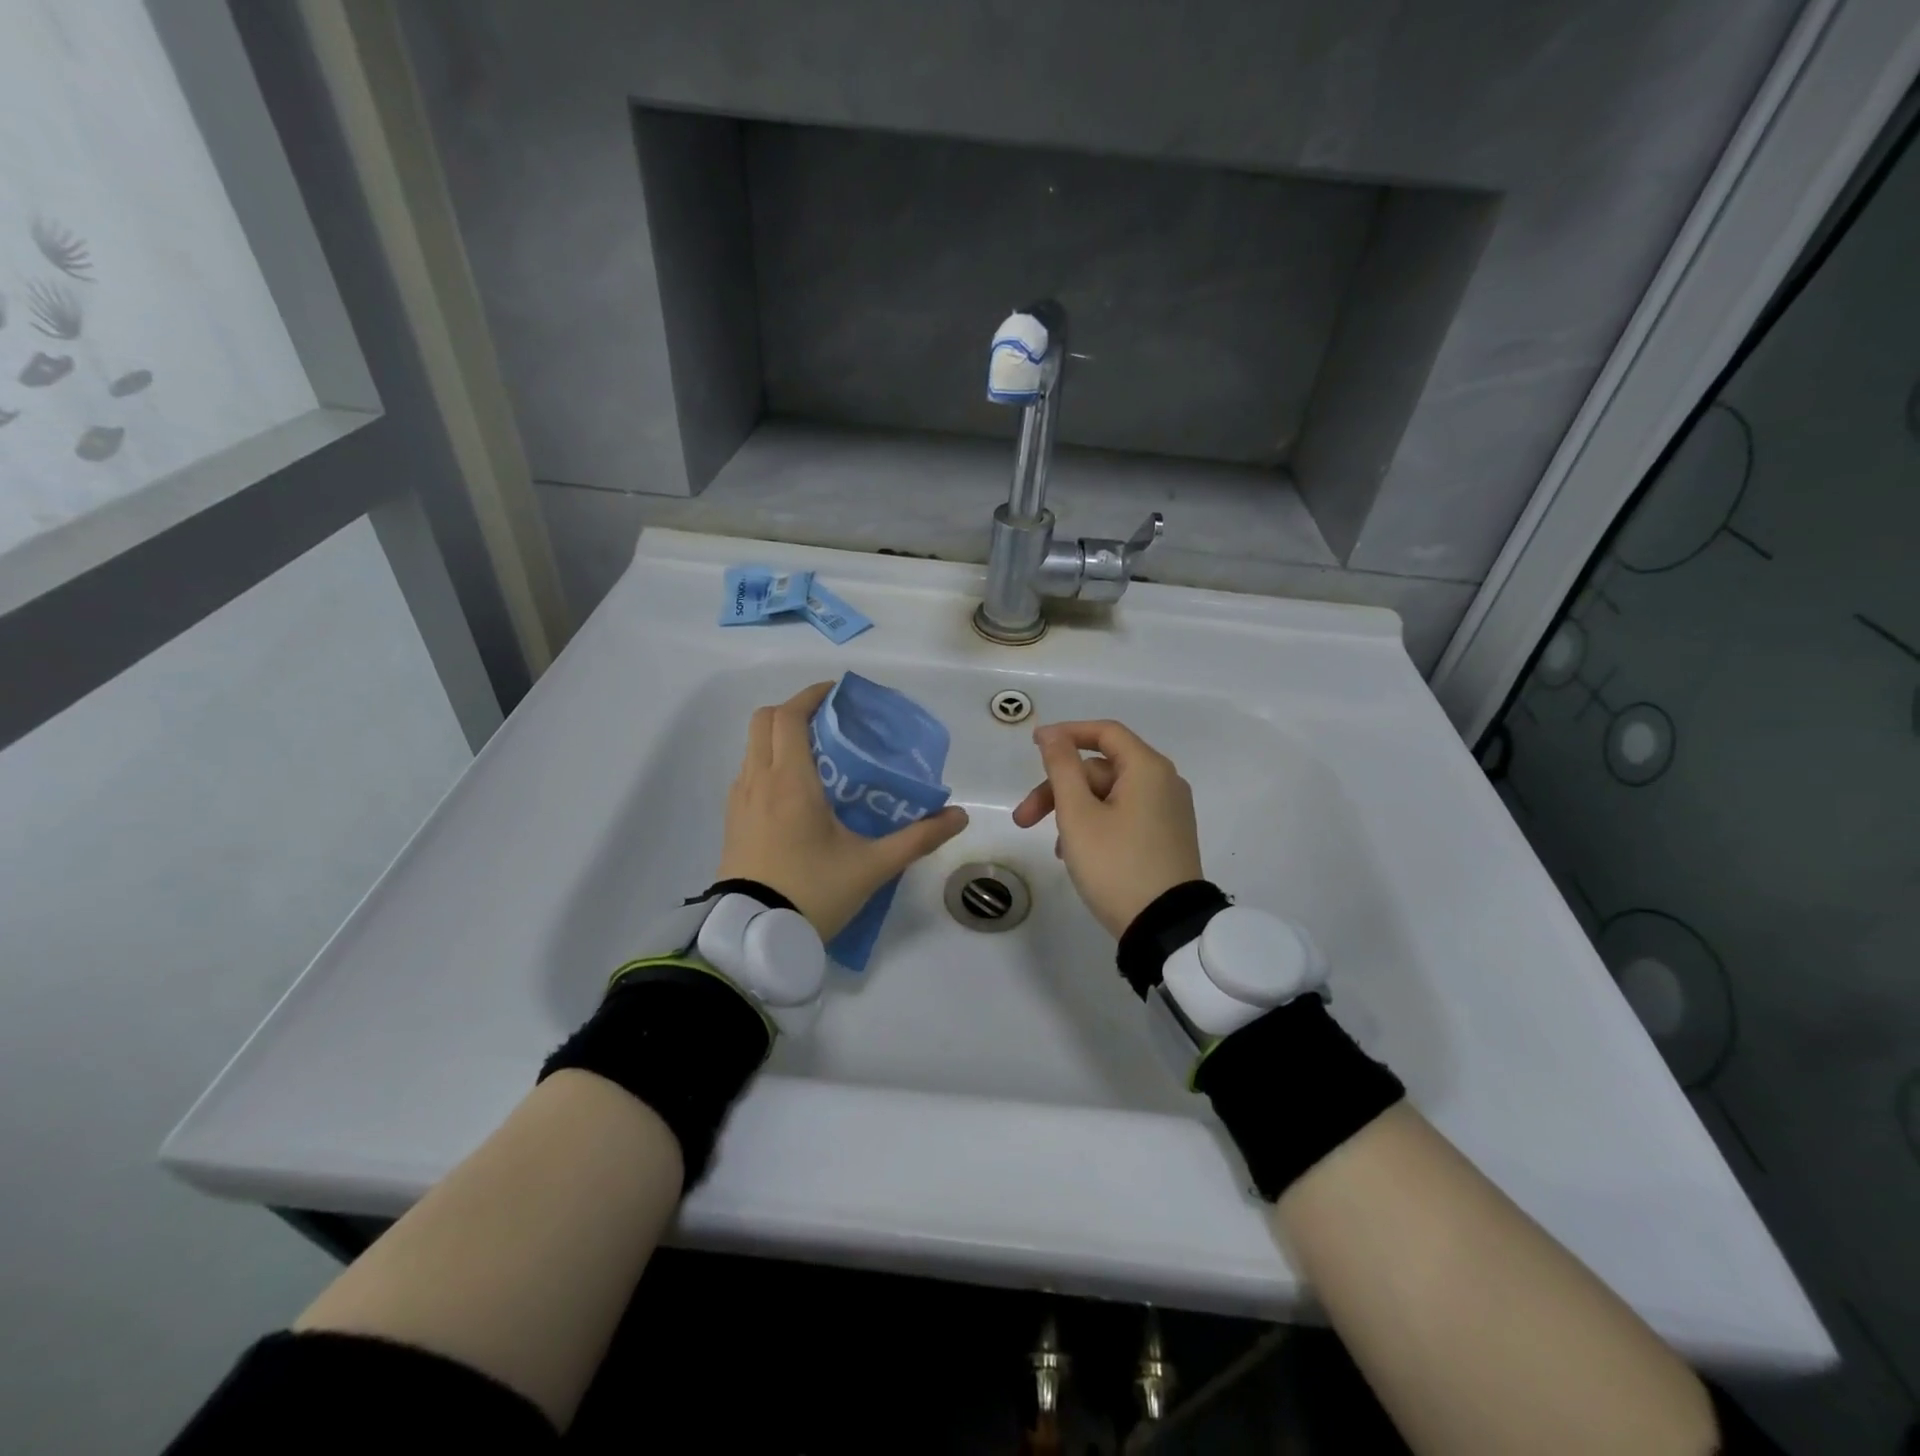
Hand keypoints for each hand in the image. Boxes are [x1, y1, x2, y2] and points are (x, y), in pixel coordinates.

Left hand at [714, 683, 968, 939]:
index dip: (811, 696)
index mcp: (790, 782)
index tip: (838, 694)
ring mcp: (739, 802)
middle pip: (763, 721)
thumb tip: (958, 816)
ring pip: (752, 747)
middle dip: (794, 711)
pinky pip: (747, 774)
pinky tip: (795, 793)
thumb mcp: (872, 866)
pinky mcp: (732, 822)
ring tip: (817, 756)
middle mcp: (758, 781)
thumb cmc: (813, 892)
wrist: (754, 938)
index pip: (789, 717)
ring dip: (779, 738)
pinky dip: (768, 764)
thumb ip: (918, 838)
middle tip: (829, 723)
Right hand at [1011, 720, 1203, 938]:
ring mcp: (1169, 812)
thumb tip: (1053, 734)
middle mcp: (1164, 783)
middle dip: (1059, 789)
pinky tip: (1075, 853)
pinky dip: (1096, 824)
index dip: (1066, 734)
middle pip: (1101, 769)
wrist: (1165, 928)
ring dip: (1074, 811)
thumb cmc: (1116, 865)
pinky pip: (1124, 816)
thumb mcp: (1078, 815)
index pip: (1104, 732)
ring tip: (1052, 846)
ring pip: (1110, 795)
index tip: (1033, 745)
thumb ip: (1062, 768)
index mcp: (1147, 769)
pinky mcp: (1167, 838)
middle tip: (1023, 819)